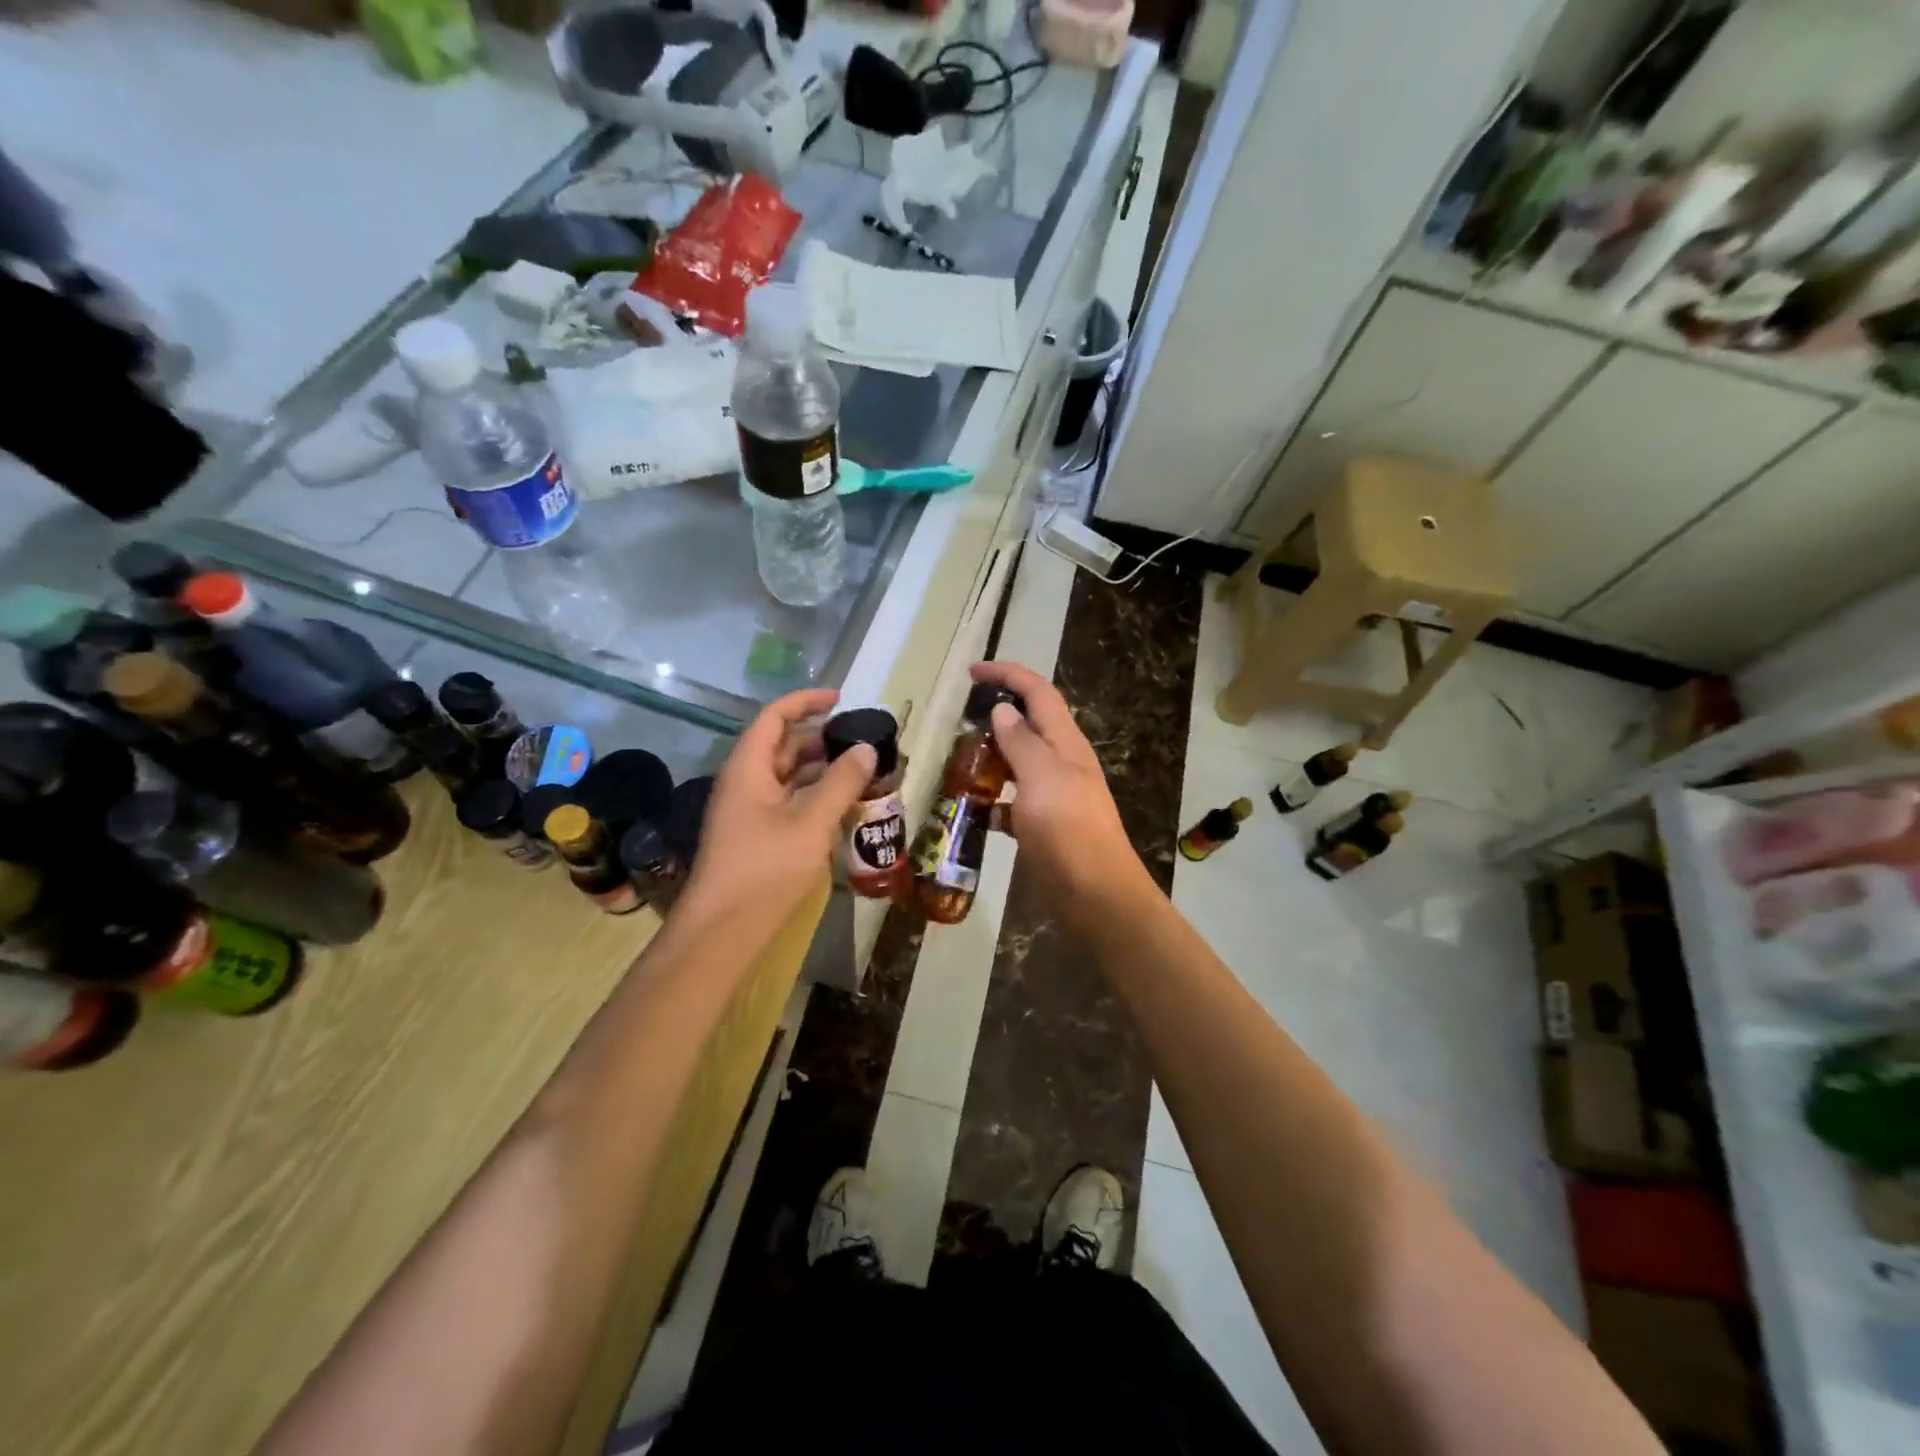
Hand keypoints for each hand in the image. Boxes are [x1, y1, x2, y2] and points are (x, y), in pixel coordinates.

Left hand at [678, 688, 875, 936]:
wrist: (723, 931)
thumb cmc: (764, 870)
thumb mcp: (810, 823)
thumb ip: (840, 783)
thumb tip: (866, 748)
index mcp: (748, 768)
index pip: (775, 717)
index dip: (806, 701)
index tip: (841, 699)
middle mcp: (745, 782)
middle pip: (783, 745)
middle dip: (821, 738)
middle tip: (861, 740)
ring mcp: (749, 810)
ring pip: (787, 775)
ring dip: (821, 769)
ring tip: (861, 770)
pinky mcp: (756, 835)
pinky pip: (788, 801)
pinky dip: (815, 795)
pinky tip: (843, 805)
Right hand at [970, 661, 1142, 911]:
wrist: (1094, 892)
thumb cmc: (1068, 828)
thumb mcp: (1041, 777)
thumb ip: (1021, 741)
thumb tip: (1003, 710)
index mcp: (1065, 742)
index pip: (1038, 692)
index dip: (1008, 674)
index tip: (973, 672)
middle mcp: (1062, 762)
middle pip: (1030, 723)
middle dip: (998, 713)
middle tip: (960, 719)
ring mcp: (1054, 794)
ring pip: (1019, 762)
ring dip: (992, 755)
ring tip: (958, 759)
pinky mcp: (1044, 824)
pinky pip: (1014, 800)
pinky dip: (994, 798)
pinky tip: (973, 808)